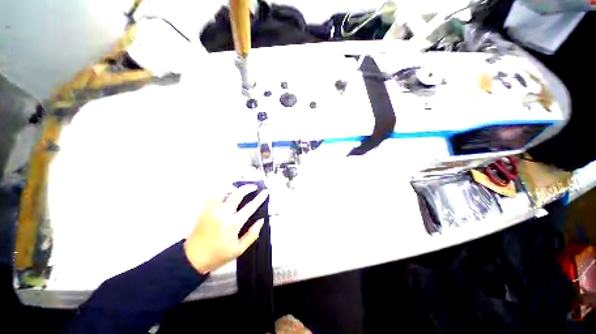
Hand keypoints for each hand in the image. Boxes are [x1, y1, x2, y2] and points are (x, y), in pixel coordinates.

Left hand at [184, 185, 268, 273]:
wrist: (193, 259)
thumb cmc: (218, 255)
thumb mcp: (239, 249)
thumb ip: (252, 234)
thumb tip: (261, 220)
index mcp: (233, 224)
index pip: (250, 207)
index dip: (259, 198)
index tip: (265, 191)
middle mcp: (223, 214)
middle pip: (237, 194)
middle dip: (247, 188)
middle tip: (254, 186)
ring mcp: (212, 211)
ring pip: (223, 192)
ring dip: (232, 188)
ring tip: (239, 187)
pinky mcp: (205, 211)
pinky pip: (213, 197)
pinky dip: (221, 192)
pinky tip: (225, 192)